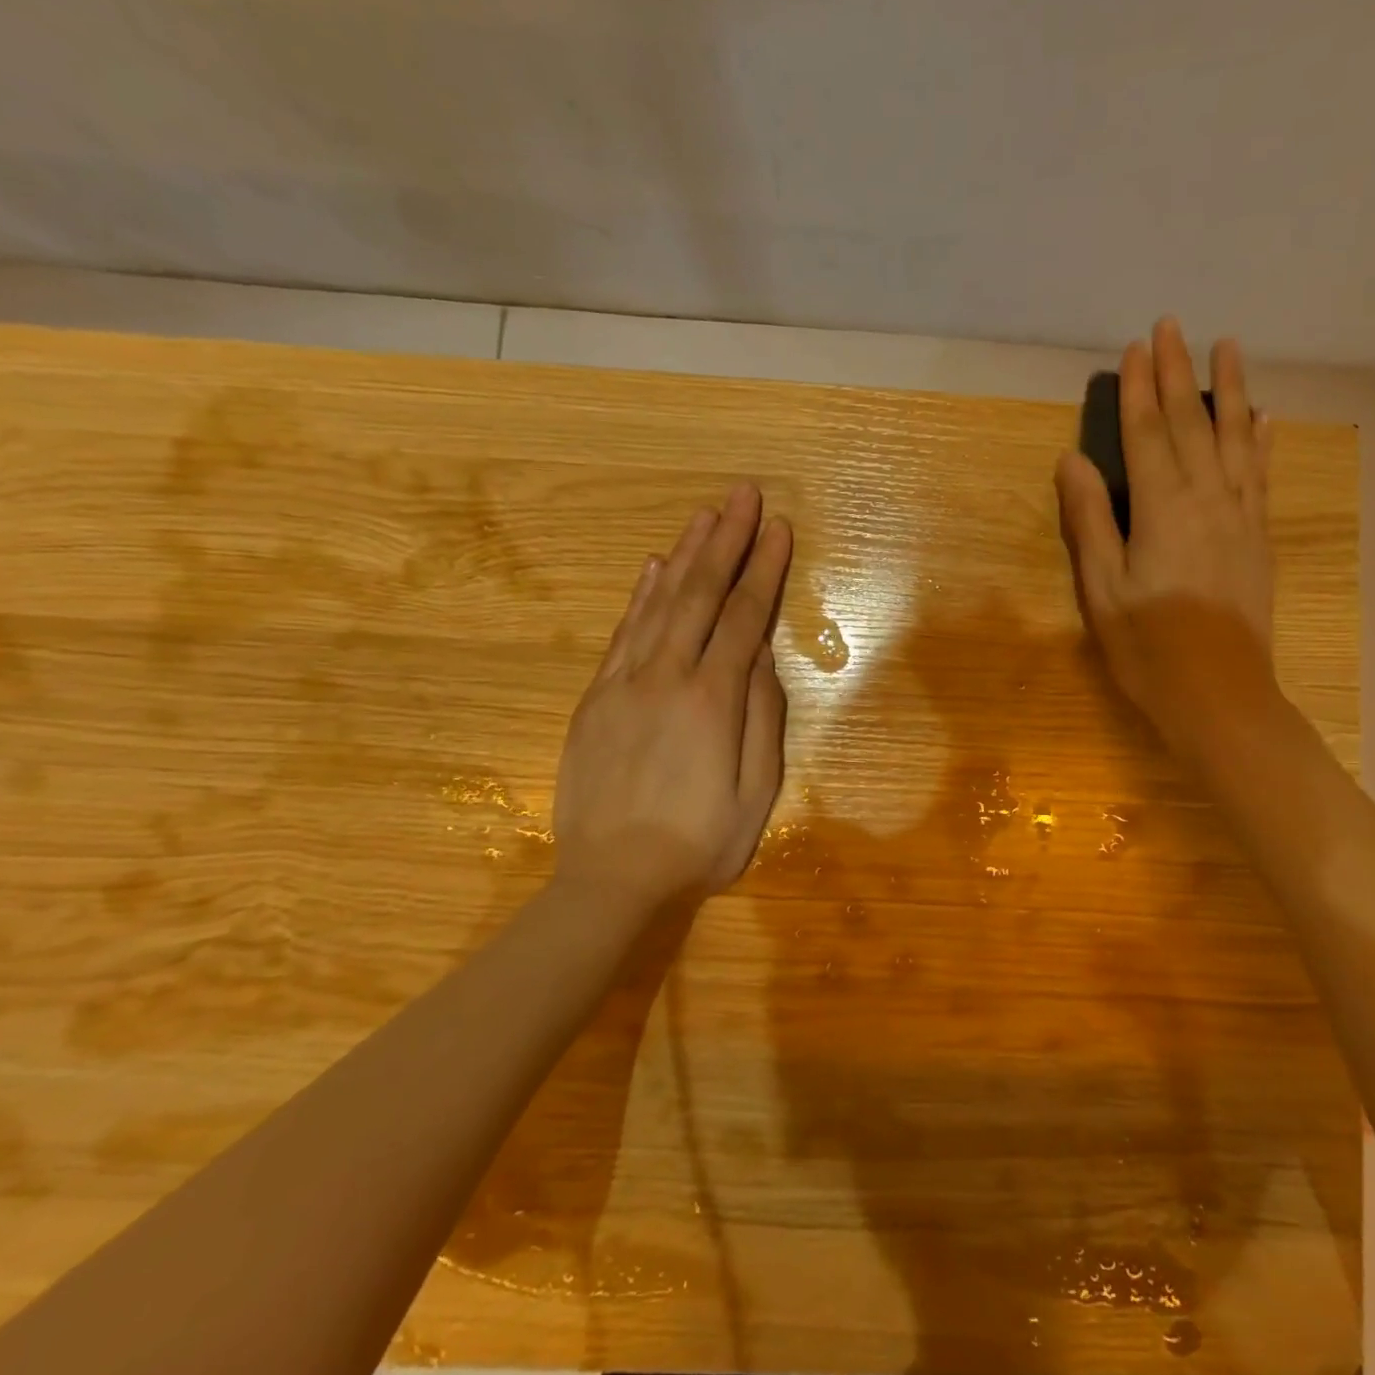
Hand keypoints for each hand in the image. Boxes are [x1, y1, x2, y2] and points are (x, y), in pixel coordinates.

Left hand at [552, 484, 792, 917]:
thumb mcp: (757, 791)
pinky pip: (622, 632)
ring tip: (705, 515)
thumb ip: (762, 717)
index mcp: (712, 699)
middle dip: (725, 539)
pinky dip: (640, 594)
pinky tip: (653, 567)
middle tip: (742, 494)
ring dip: (684, 554)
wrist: (611, 881)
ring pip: (658, 602)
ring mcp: (624, 683)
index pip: (744, 616)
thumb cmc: (700, 842)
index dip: (764, 568)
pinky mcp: (596, 697)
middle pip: (700, 593)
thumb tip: (762, 657)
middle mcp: (666, 676)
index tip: (778, 528)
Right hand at [1054, 317, 1280, 766]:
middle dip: (1179, 373)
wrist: (1219, 694)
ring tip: (1229, 346)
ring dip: (1229, 390)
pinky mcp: (1258, 538)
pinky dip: (1260, 441)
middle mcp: (1207, 499)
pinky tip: (1263, 418)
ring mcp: (1240, 516)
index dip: (1140, 389)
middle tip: (1173, 326)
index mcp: (1162, 509)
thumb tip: (1073, 460)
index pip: (1148, 434)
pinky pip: (1260, 475)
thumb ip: (1090, 521)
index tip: (1137, 347)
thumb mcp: (1102, 589)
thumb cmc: (1148, 647)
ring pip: (1234, 438)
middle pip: (1191, 424)